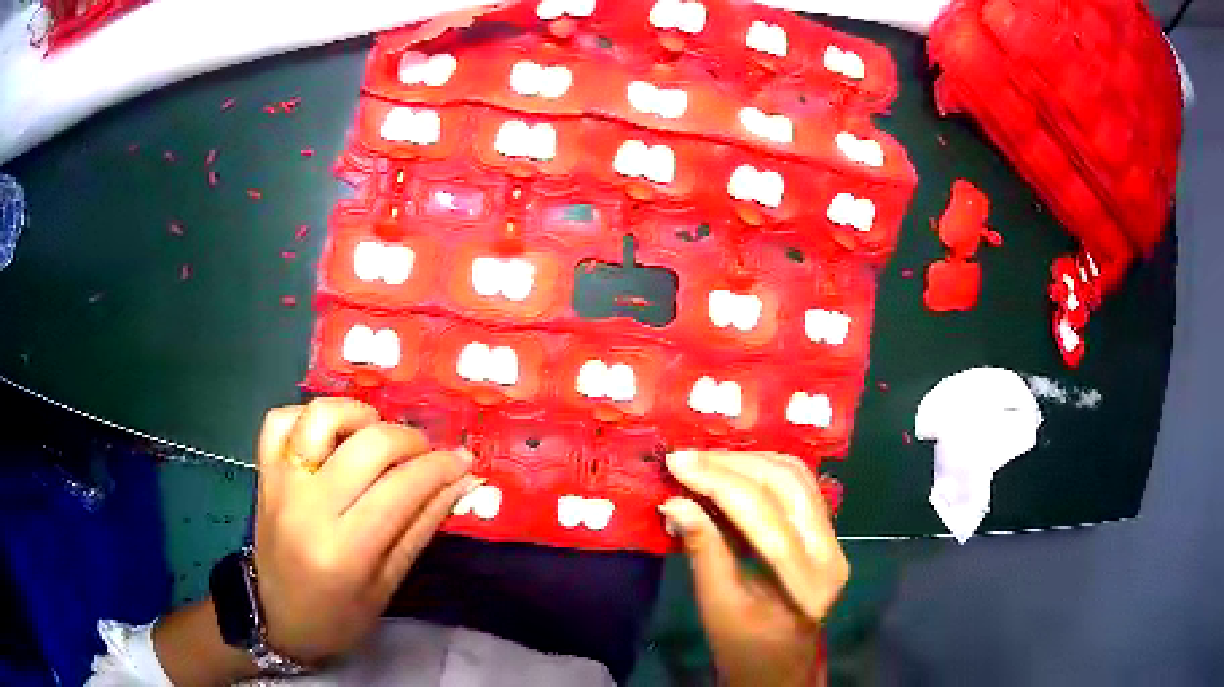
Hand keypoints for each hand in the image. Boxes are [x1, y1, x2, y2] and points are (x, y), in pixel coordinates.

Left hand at [253, 398, 476, 664]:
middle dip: (409, 440)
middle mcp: (308, 507)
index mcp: (345, 550)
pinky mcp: (263, 472)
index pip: (402, 488)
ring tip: (375, 438)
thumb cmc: (340, 617)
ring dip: (359, 416)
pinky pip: (280, 419)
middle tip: (424, 456)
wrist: (278, 619)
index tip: (462, 461)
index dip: (440, 468)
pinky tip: (329, 439)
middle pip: (368, 444)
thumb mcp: (388, 585)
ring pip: (321, 416)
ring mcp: (280, 484)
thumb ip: (421, 527)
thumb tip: (461, 482)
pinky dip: (308, 418)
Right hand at [658, 450, 848, 686]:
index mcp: (808, 581)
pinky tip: (729, 470)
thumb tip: (674, 502)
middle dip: (731, 465)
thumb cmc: (744, 648)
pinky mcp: (823, 531)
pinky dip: (761, 469)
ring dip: (747, 461)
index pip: (766, 516)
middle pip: (786, 485)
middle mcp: (831, 551)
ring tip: (702, 461)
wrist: (779, 665)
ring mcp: (832, 538)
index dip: (719, 483)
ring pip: (795, 476)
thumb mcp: (717, 607)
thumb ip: (703, 551)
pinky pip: (796, 484)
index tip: (676, 463)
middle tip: (684, 458)